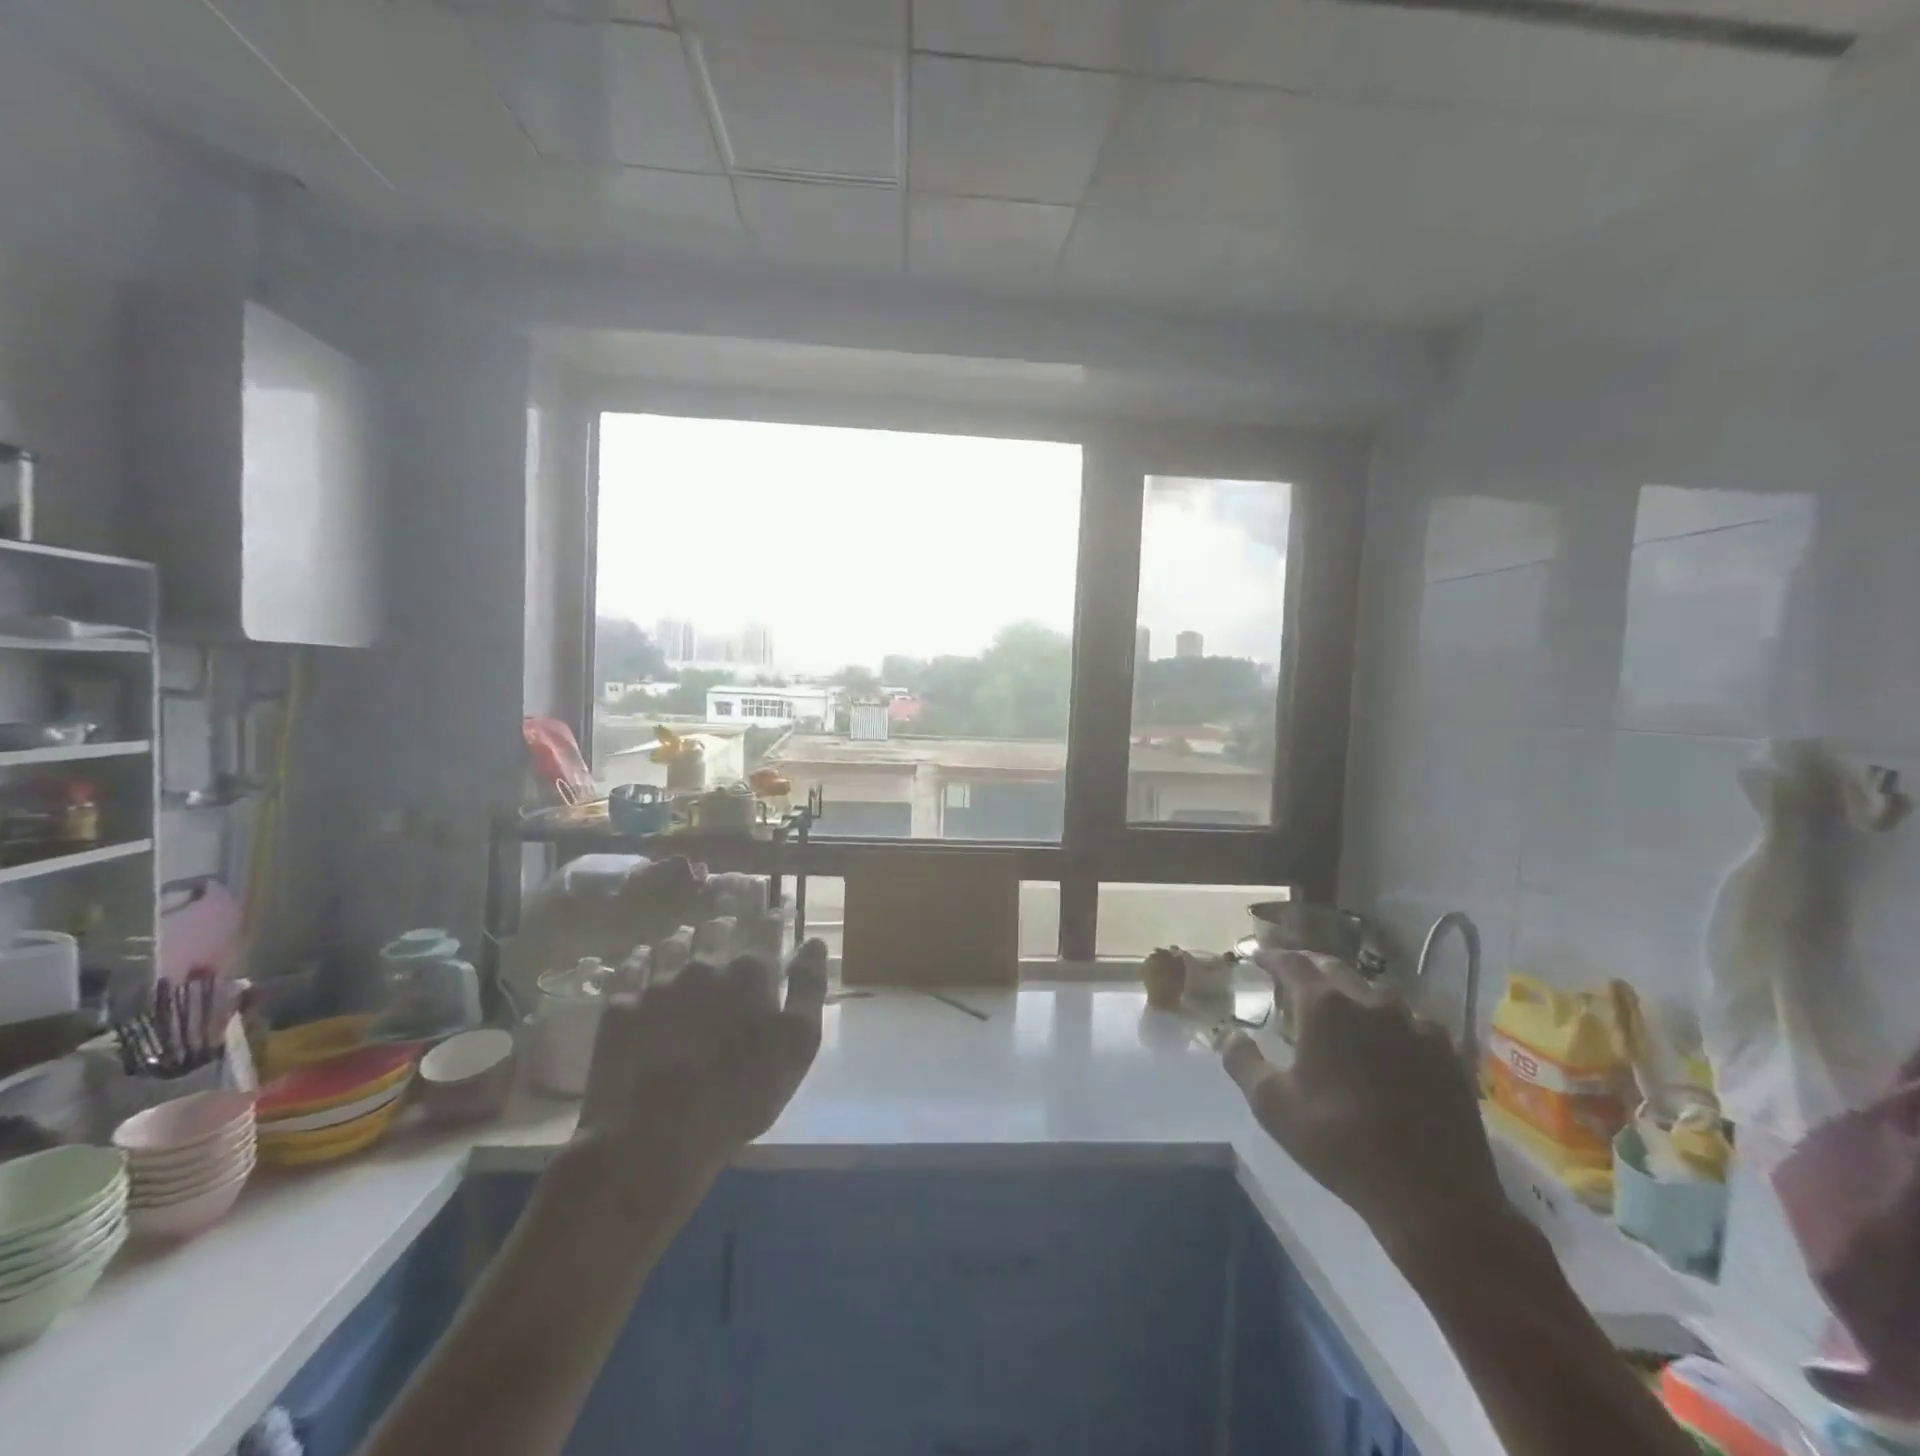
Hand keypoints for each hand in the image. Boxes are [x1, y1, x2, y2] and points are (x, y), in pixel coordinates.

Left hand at [563, 939, 828, 1214]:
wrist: (654, 1137)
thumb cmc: (740, 1095)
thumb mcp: (796, 1046)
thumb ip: (808, 988)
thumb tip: (814, 943)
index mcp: (750, 972)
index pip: (765, 928)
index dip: (772, 919)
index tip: (775, 914)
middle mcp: (704, 964)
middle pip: (716, 928)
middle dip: (725, 926)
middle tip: (728, 928)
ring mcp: (658, 982)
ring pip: (673, 942)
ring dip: (684, 939)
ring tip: (686, 943)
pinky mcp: (620, 1005)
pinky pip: (630, 967)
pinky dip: (640, 959)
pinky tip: (642, 962)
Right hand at [1221, 952, 1507, 1256]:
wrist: (1433, 1196)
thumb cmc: (1339, 1142)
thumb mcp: (1271, 1105)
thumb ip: (1242, 1061)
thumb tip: (1231, 1035)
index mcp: (1326, 1007)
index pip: (1293, 963)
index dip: (1271, 957)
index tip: (1257, 958)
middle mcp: (1372, 1002)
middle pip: (1335, 970)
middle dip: (1310, 969)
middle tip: (1293, 979)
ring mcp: (1417, 1024)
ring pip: (1376, 993)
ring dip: (1351, 995)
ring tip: (1340, 1013)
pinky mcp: (1449, 1053)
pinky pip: (1411, 1021)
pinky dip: (1390, 1022)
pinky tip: (1387, 1043)